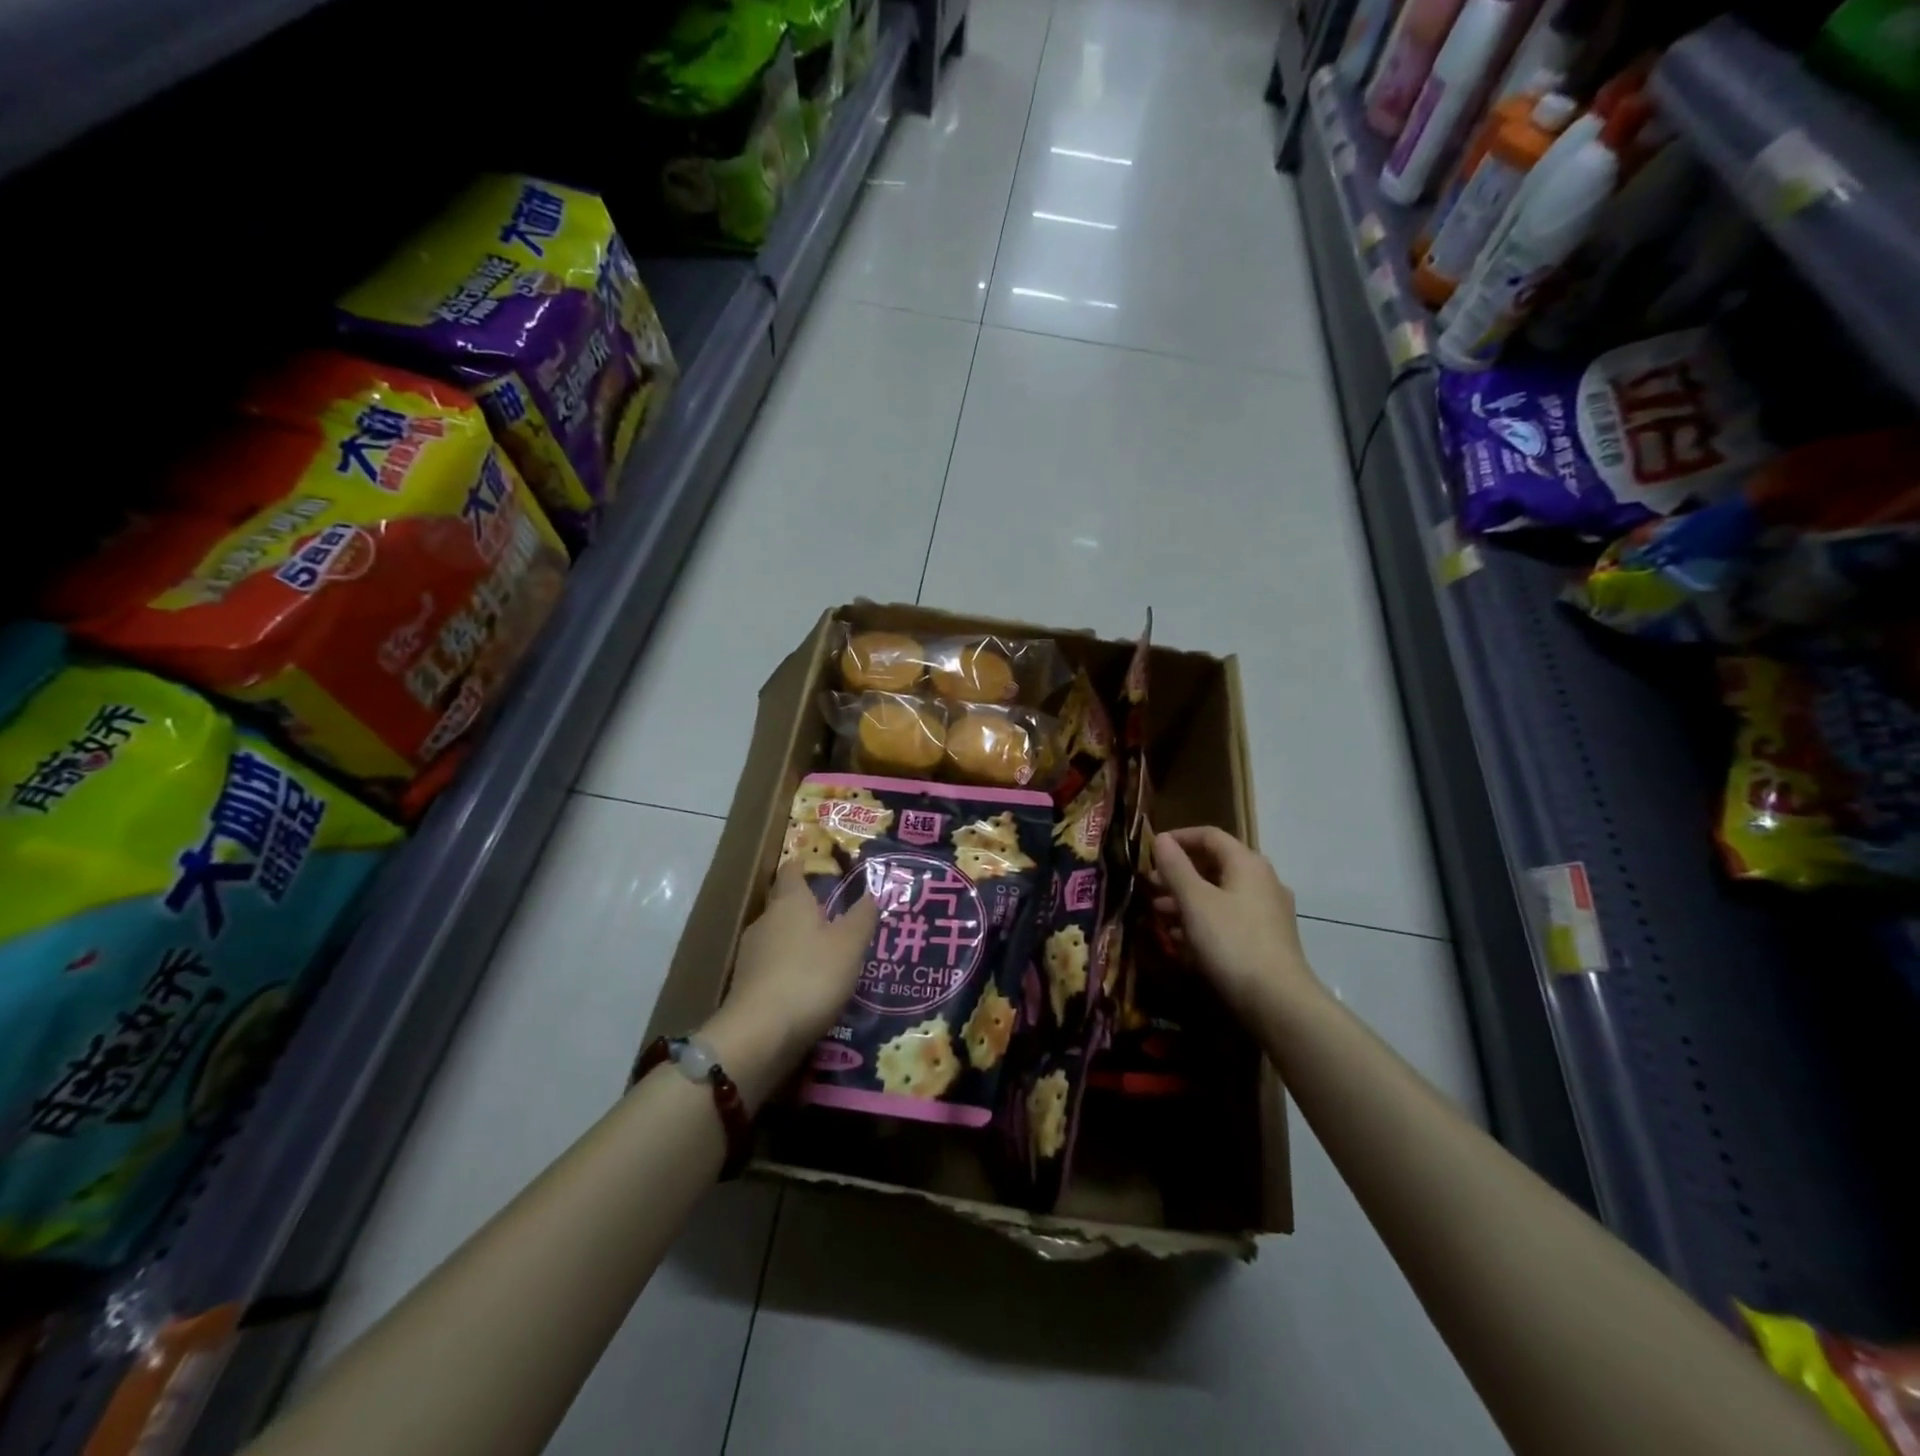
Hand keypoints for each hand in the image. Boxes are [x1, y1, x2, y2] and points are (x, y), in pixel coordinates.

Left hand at [701, 864, 876, 1108]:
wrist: (759, 1035)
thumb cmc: (810, 976)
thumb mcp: (850, 945)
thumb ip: (862, 917)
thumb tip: (872, 892)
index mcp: (789, 902)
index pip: (792, 871)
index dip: (804, 864)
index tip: (818, 864)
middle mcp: (765, 921)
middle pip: (784, 905)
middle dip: (807, 908)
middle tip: (836, 915)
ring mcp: (751, 956)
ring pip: (778, 937)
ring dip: (799, 942)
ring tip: (828, 953)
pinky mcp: (747, 987)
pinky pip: (773, 968)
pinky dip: (791, 970)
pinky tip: (810, 987)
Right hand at [1150, 827, 1318, 1025]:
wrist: (1277, 1002)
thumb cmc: (1231, 941)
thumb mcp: (1195, 901)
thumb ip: (1175, 867)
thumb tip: (1161, 838)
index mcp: (1247, 864)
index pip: (1210, 836)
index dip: (1178, 838)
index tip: (1150, 850)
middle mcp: (1262, 881)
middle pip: (1214, 866)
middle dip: (1178, 874)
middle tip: (1148, 886)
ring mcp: (1267, 912)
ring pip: (1220, 895)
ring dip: (1187, 899)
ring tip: (1157, 913)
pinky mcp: (1266, 940)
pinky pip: (1228, 919)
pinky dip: (1203, 921)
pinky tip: (1181, 939)